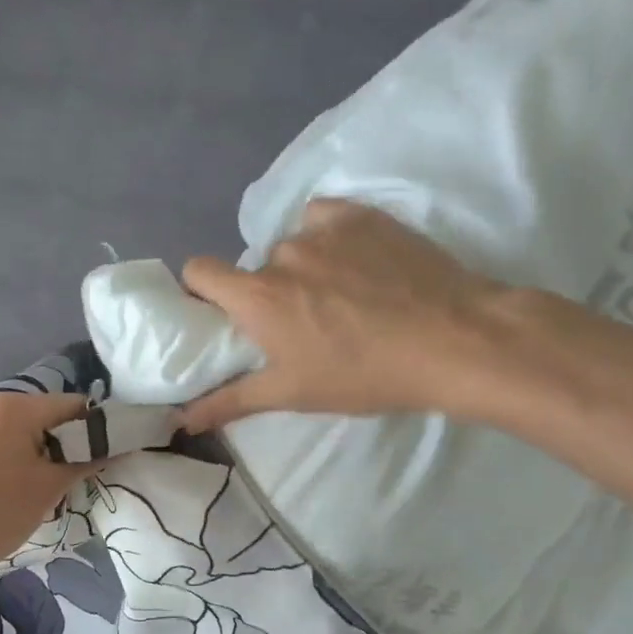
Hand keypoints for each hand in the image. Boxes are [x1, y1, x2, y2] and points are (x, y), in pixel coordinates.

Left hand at [0, 390, 101, 588]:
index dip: (92, 431)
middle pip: (34, 416)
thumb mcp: (45, 493)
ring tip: (10, 492)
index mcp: (13, 408)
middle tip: (53, 484)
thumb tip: (107, 446)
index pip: (72, 405)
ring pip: (0, 430)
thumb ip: (81, 462)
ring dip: (15, 451)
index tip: (93, 462)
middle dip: (51, 443)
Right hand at [178, 199, 511, 430]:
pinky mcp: (362, 214)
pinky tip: (360, 264)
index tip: (224, 314)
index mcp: (257, 296)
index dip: (203, 291)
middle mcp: (282, 253)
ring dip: (304, 268)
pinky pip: (325, 219)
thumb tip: (181, 419)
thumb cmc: (363, 374)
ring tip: (344, 297)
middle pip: (256, 268)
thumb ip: (231, 401)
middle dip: (269, 292)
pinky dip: (331, 238)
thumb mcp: (293, 393)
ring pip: (294, 245)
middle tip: (303, 323)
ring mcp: (324, 228)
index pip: (199, 271)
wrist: (451, 340)